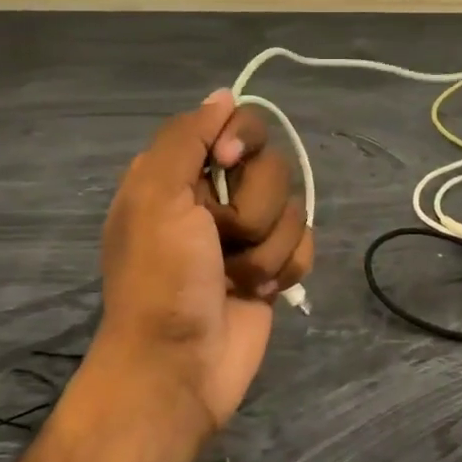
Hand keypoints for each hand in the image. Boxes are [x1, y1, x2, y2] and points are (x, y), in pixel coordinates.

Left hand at [95, 90, 312, 429]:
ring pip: (293, 208)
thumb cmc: (161, 279)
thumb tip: (223, 95)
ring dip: (266, 247)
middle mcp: (216, 197)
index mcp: (180, 175)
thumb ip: (186, 137)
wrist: (179, 366)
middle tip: (221, 238)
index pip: (235, 124)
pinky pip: (306, 244)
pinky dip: (285, 267)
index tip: (228, 160)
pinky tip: (260, 290)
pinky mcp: (274, 267)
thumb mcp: (156, 195)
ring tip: (236, 278)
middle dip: (253, 207)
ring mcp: (248, 235)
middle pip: (273, 166)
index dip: (242, 139)